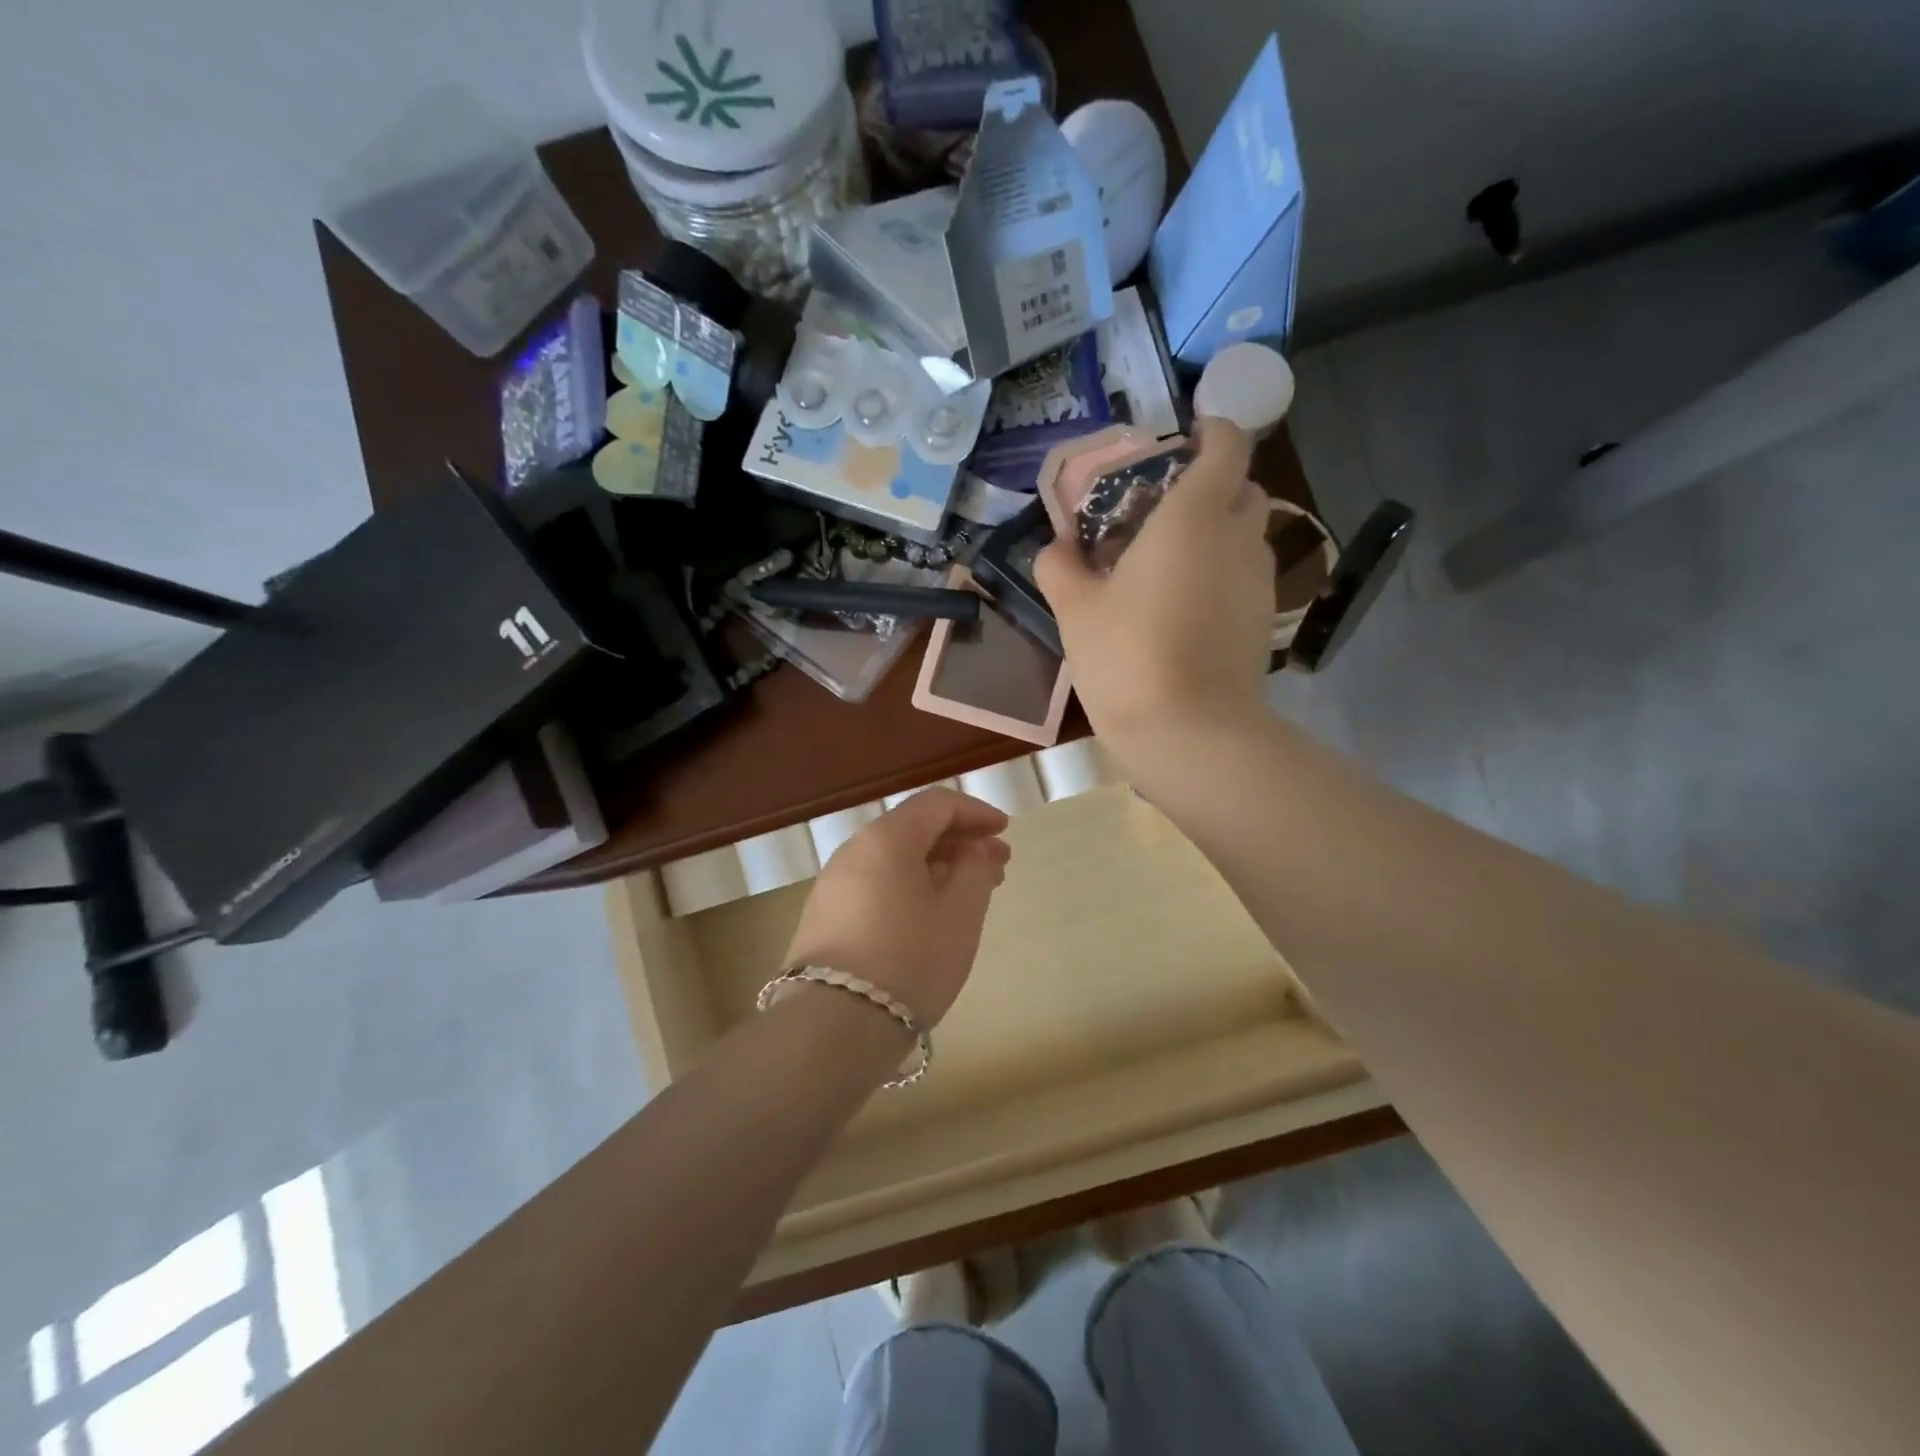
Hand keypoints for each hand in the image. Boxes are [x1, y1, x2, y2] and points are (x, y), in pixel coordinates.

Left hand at [783, 788, 1011, 1027]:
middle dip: (959, 842)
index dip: (976, 813)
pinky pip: (877, 883)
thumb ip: (974, 869)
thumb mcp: (960, 914)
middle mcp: (854, 850)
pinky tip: (931, 914)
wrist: (833, 1025)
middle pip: (914, 829)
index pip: (937, 804)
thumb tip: (970, 849)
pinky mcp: (825, 915)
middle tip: (997, 866)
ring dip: (937, 866)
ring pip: (895, 859)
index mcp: (887, 838)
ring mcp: (834, 883)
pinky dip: (910, 886)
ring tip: (970, 893)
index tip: (1004, 831)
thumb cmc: (909, 960)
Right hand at [1036, 418, 1274, 749]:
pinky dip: (1220, 573)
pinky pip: (1244, 576)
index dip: (1212, 429)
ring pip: (1244, 535)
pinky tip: (1183, 606)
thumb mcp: (1075, 610)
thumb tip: (1054, 548)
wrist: (1190, 733)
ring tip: (1167, 562)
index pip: (1227, 444)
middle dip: (1210, 485)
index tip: (1185, 436)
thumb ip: (1060, 567)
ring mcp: (1258, 582)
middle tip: (1161, 509)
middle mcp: (1238, 537)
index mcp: (1194, 516)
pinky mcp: (1263, 620)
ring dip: (1214, 533)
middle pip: (1241, 488)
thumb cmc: (1128, 656)